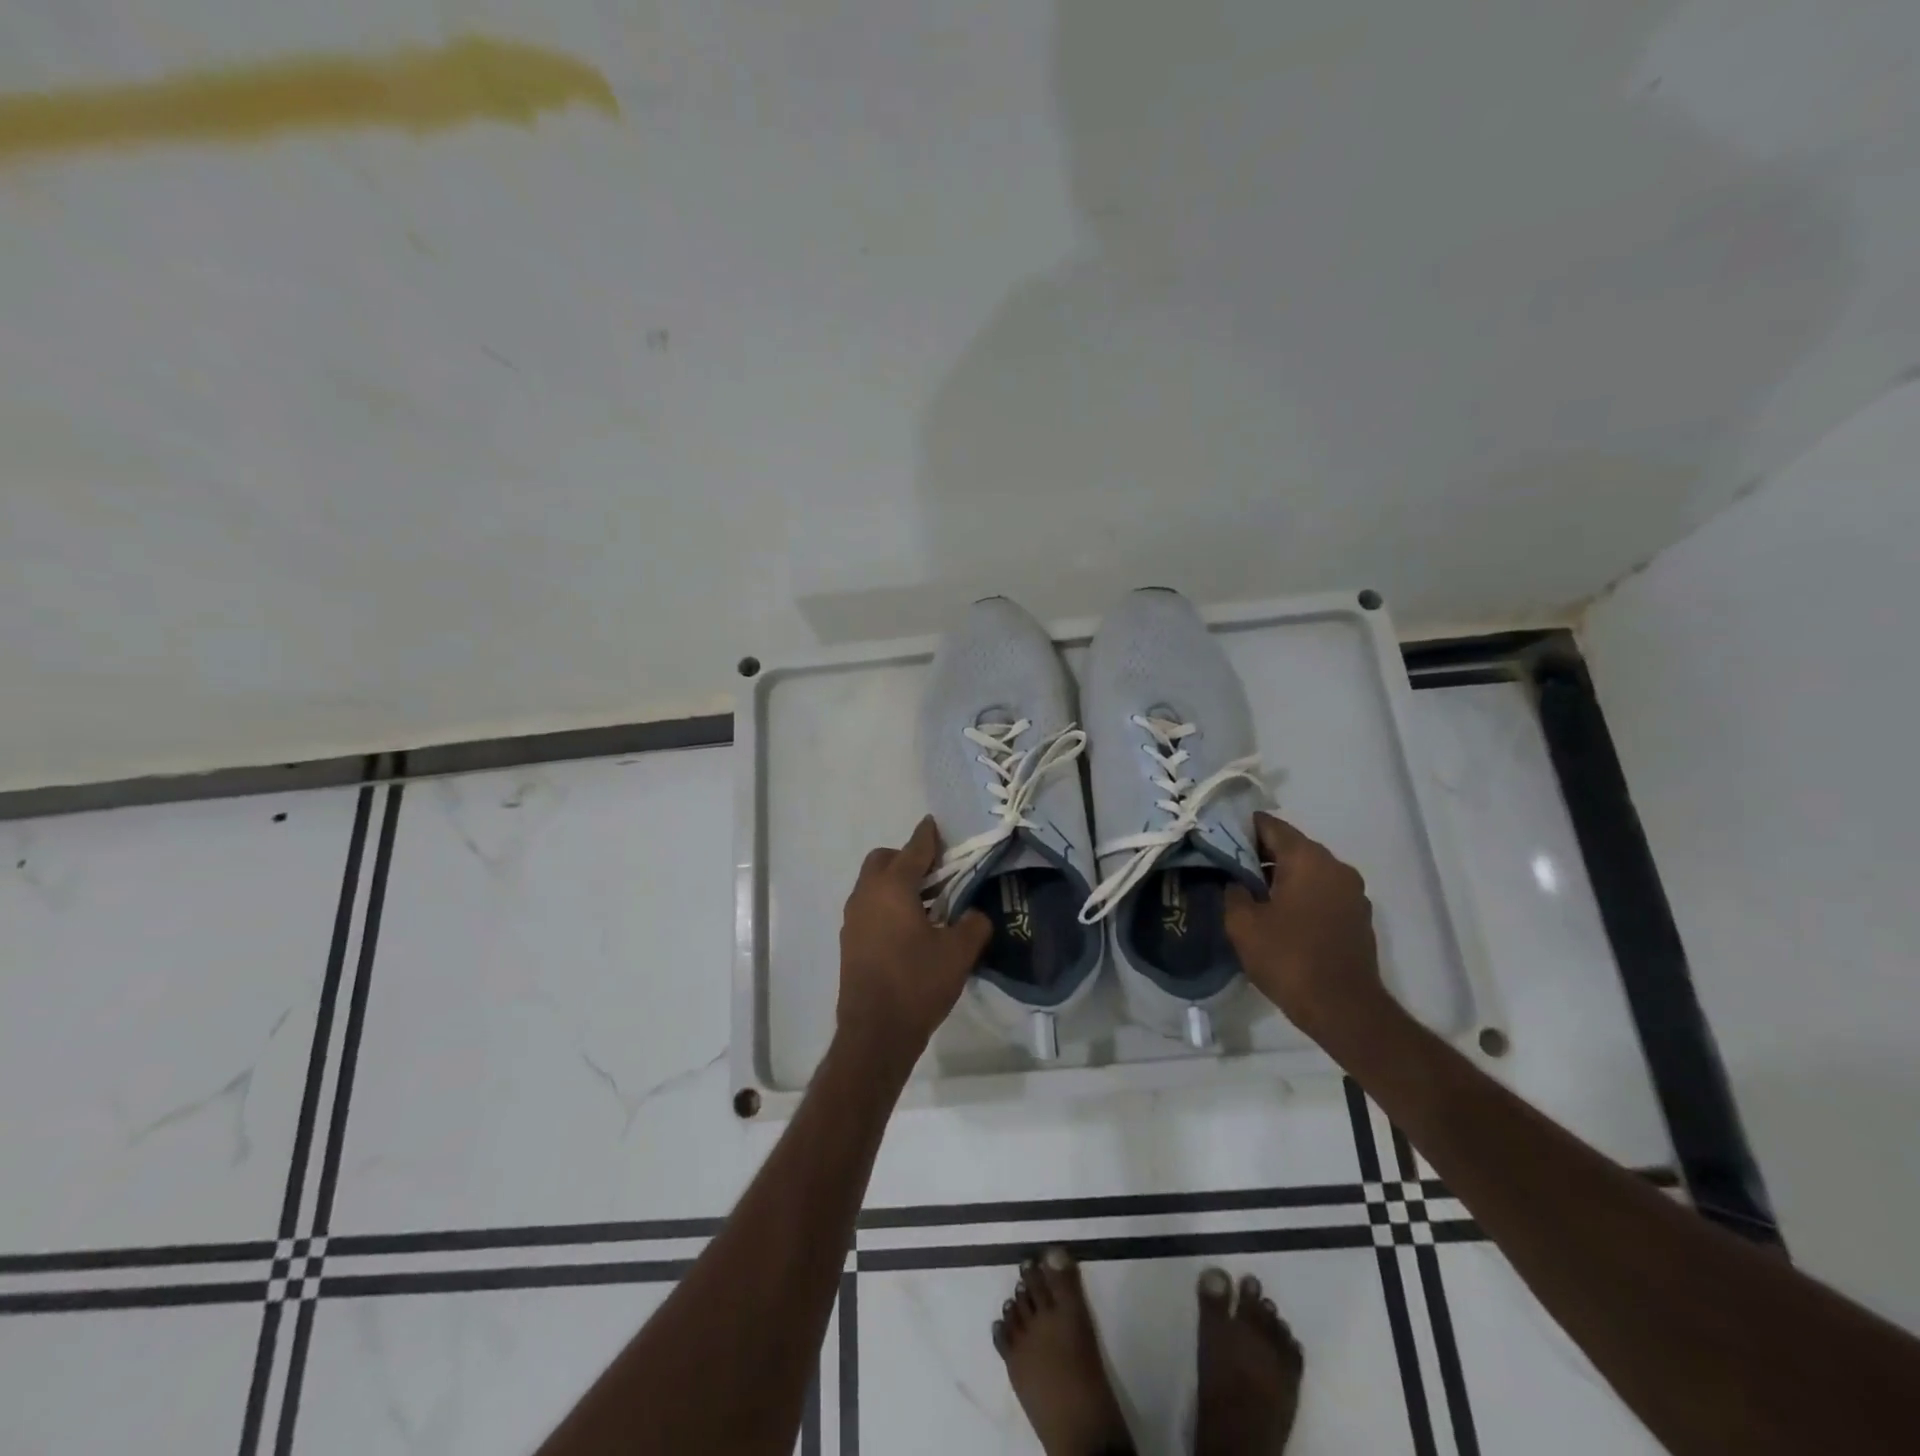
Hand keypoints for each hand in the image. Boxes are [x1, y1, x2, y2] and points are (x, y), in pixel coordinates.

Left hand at [836, 817, 991, 1076]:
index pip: (913, 849)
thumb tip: (975, 915)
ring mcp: (853, 918)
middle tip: (935, 873)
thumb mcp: (959, 952)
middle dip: (907, 858)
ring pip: (872, 884)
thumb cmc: (917, 983)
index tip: (935, 824)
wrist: (875, 1032)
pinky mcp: (849, 941)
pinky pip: (869, 907)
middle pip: (884, 860)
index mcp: (893, 888)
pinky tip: (908, 928)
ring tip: (926, 903)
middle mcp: (867, 894)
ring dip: (895, 883)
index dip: (928, 835)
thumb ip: (973, 924)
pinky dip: (886, 904)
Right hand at [1224, 812, 1386, 1039]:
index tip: (1216, 838)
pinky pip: (1321, 891)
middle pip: (1290, 846)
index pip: (1269, 825)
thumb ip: (1233, 890)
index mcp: (1307, 858)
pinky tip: (1279, 915)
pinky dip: (1299, 894)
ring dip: (1279, 875)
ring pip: (1307, 869)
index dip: (1240, 828)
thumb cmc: (1289, 958)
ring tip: (1250, 893)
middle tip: (1227, 867)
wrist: (1344, 1009)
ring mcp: (1352, 891)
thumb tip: (1235, 880)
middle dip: (1258, 853)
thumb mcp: (1243, 924)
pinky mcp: (1357, 915)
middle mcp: (1335, 866)